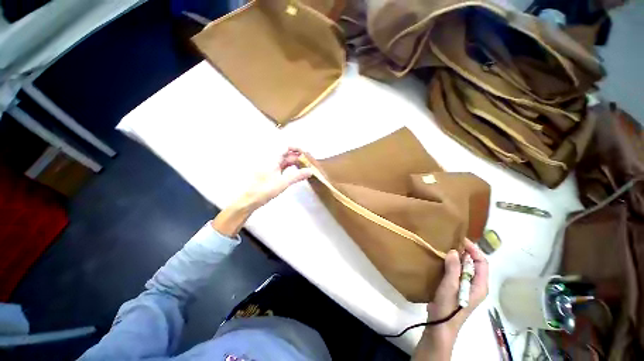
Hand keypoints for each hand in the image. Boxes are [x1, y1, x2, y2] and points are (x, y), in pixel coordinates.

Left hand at [237, 147, 313, 209]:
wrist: (248, 200)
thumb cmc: (263, 190)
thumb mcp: (283, 182)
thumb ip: (297, 176)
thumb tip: (310, 171)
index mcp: (272, 159)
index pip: (286, 147)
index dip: (297, 148)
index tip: (306, 154)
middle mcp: (271, 161)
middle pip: (287, 155)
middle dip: (298, 157)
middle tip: (309, 163)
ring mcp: (270, 168)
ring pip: (285, 162)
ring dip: (295, 164)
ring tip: (305, 168)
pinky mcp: (270, 174)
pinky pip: (283, 168)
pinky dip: (290, 169)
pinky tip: (296, 174)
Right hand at [413, 240, 488, 359]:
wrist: (441, 324)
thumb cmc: (449, 306)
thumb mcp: (451, 286)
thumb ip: (453, 269)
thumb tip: (453, 251)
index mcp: (480, 285)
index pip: (482, 262)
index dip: (474, 250)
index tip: (461, 240)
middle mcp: (476, 285)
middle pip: (475, 264)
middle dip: (465, 252)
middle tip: (451, 242)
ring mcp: (466, 287)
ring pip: (465, 268)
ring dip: (458, 257)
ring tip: (446, 248)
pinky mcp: (457, 288)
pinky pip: (457, 272)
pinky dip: (452, 264)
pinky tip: (441, 260)